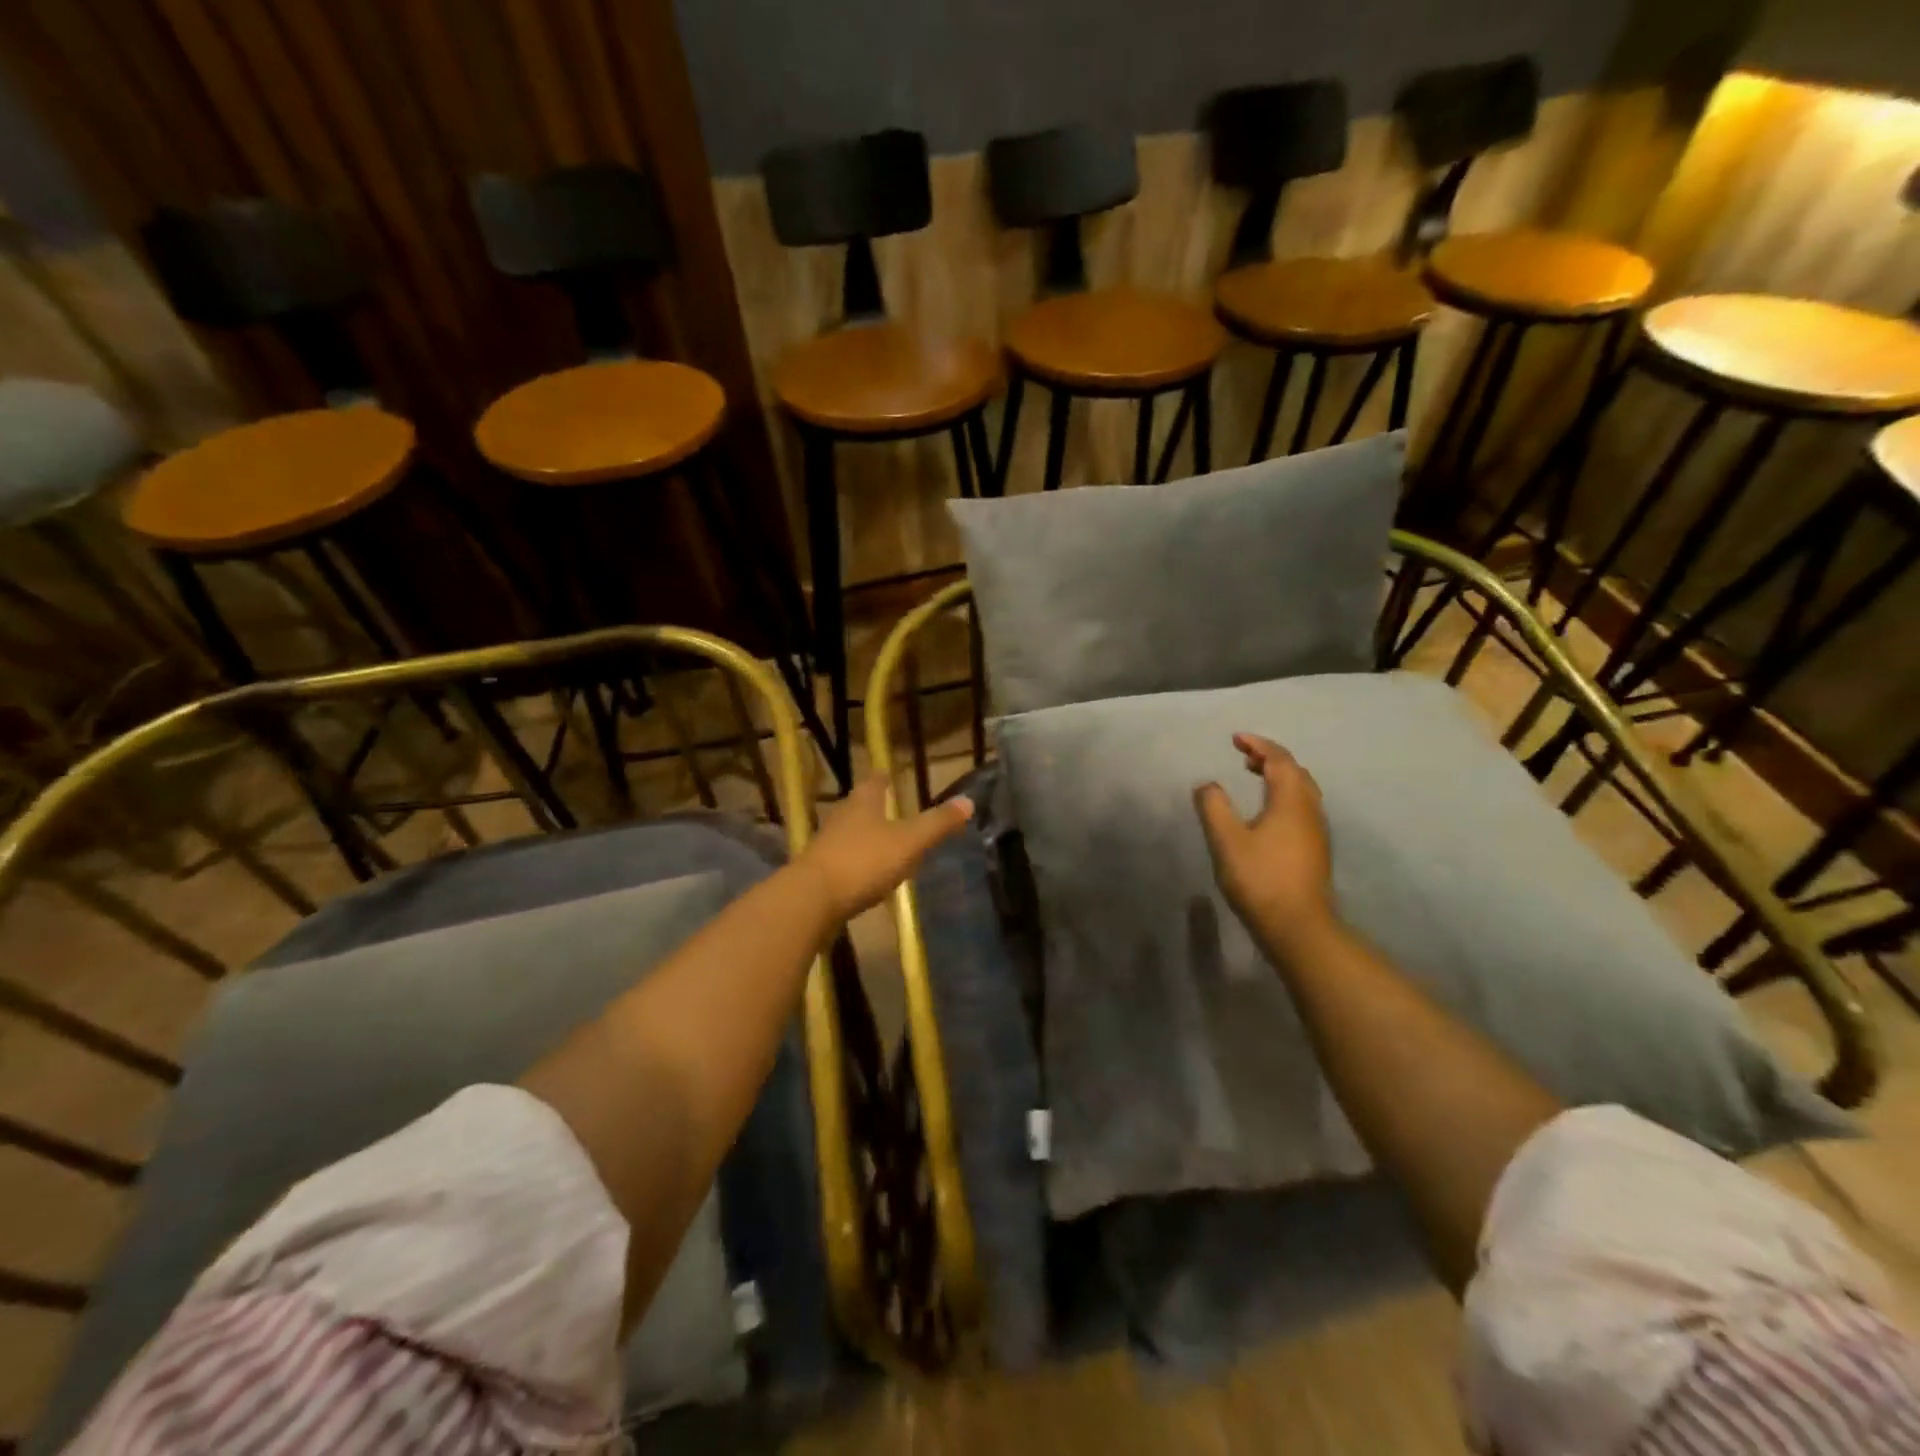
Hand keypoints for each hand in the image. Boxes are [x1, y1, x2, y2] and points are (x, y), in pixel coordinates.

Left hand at [798, 776, 972, 921]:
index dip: (885, 778)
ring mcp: (826, 844)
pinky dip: (857, 862)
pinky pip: (843, 860)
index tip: (890, 775)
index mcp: (863, 802)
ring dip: (866, 836)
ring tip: (884, 843)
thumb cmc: (864, 861)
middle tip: (893, 809)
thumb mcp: (910, 842)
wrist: (812, 900)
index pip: (875, 781)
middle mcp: (841, 816)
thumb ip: (938, 823)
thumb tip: (968, 800)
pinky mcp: (819, 872)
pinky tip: (867, 875)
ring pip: (850, 833)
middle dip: (875, 807)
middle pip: (860, 806)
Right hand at [1193, 733, 1334, 939]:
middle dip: (1270, 758)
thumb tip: (1207, 784)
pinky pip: (1302, 808)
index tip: (1236, 739)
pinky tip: (1268, 812)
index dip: (1258, 745)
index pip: (1279, 760)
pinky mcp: (1315, 850)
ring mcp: (1316, 832)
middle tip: (1244, 755)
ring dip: (1279, 777)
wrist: (1298, 927)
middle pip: (1295, 772)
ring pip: (1302, 791)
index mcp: (1291, 801)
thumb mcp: (1226, 840)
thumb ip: (1214, 807)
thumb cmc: (1260, 879)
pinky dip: (1284, 796)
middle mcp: (1310, 810)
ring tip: (1255, 777)